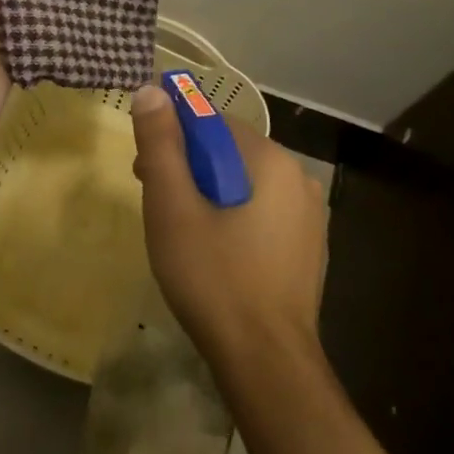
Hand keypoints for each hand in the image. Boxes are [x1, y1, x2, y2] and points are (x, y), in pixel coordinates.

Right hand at [130, 86, 327, 371]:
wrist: (265, 362)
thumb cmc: (214, 277)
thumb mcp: (173, 207)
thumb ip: (161, 144)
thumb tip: (152, 91)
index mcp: (272, 160)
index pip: (212, 123)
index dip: (173, 139)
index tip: (143, 170)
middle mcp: (300, 179)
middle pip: (229, 153)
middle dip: (187, 168)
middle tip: (155, 202)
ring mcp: (309, 216)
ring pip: (244, 184)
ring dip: (208, 194)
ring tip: (179, 232)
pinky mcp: (308, 248)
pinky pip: (261, 213)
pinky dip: (232, 218)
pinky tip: (214, 253)